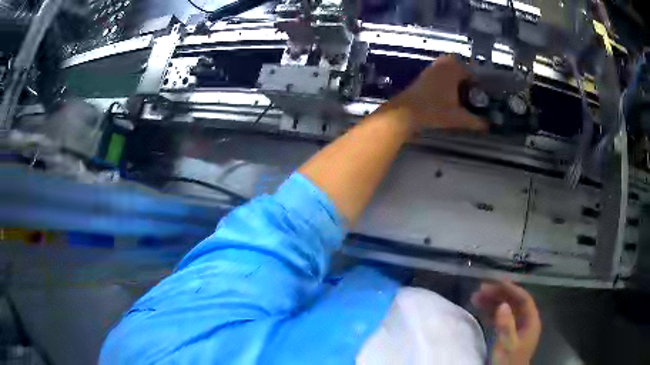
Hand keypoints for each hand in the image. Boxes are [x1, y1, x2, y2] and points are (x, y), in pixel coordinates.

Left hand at [385, 55, 487, 130]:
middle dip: (467, 81)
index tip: (480, 97)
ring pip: (449, 71)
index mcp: (453, 69)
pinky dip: (446, 82)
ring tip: (460, 97)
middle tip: (470, 95)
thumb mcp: (458, 118)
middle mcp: (442, 64)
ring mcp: (431, 68)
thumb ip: (476, 121)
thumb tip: (488, 125)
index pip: (471, 73)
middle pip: (460, 69)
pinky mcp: (423, 75)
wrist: (406, 112)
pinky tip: (447, 97)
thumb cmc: (434, 111)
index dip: (477, 85)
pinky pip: (440, 74)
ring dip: (456, 81)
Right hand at [471, 281, 541, 364]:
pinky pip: (502, 318)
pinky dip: (492, 312)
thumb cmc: (508, 361)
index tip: (496, 282)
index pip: (523, 299)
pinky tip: (482, 311)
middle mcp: (526, 321)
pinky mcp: (509, 333)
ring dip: (493, 302)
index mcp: (531, 321)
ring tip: (476, 298)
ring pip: (507, 309)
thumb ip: (506, 325)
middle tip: (481, 290)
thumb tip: (503, 304)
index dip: (511, 289)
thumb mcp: (507, 345)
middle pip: (514, 302)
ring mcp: (518, 327)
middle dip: (498, 294)